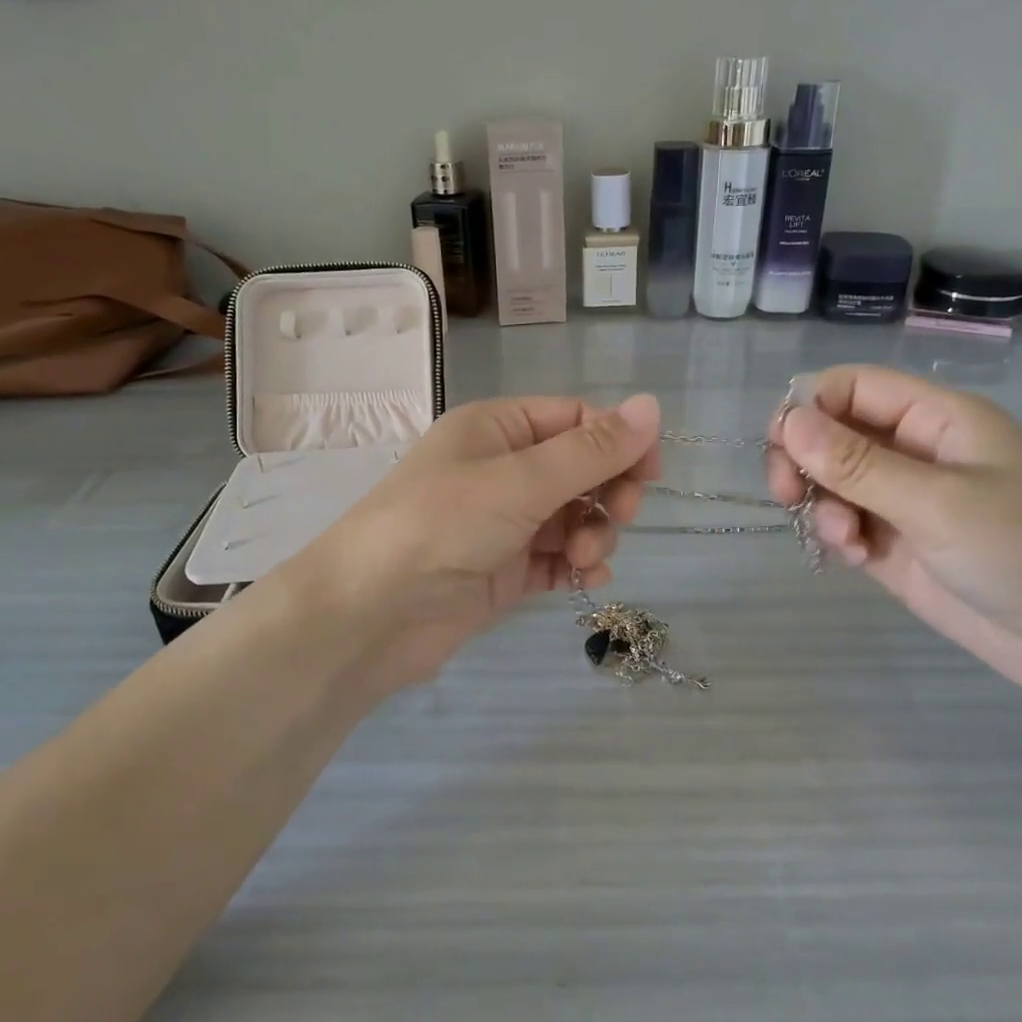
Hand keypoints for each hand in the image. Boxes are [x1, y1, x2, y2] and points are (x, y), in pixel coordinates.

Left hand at [266, 394, 662, 698]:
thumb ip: (591, 451)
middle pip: (579, 469)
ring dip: (594, 534)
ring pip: (573, 517)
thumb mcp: (520, 481)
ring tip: (585, 558)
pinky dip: (577, 566)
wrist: (368, 615)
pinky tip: (587, 579)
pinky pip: (556, 559)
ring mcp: (502, 523)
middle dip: (608, 492)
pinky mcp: (503, 571)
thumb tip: (652, 406)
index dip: (618, 441)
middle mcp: (500, 469)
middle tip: (622, 516)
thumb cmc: (441, 526)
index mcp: (497, 429)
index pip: (575, 419)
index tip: (650, 474)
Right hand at [766, 365, 1021, 712]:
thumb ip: (856, 464)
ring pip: (830, 481)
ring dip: (821, 505)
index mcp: (936, 418)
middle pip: (831, 433)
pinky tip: (855, 558)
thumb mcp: (935, 502)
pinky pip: (844, 522)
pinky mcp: (896, 543)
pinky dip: (836, 536)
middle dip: (803, 461)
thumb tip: (787, 421)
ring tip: (844, 540)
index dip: (809, 407)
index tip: (782, 448)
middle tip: (787, 495)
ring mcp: (904, 499)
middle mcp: (915, 450)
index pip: (851, 387)